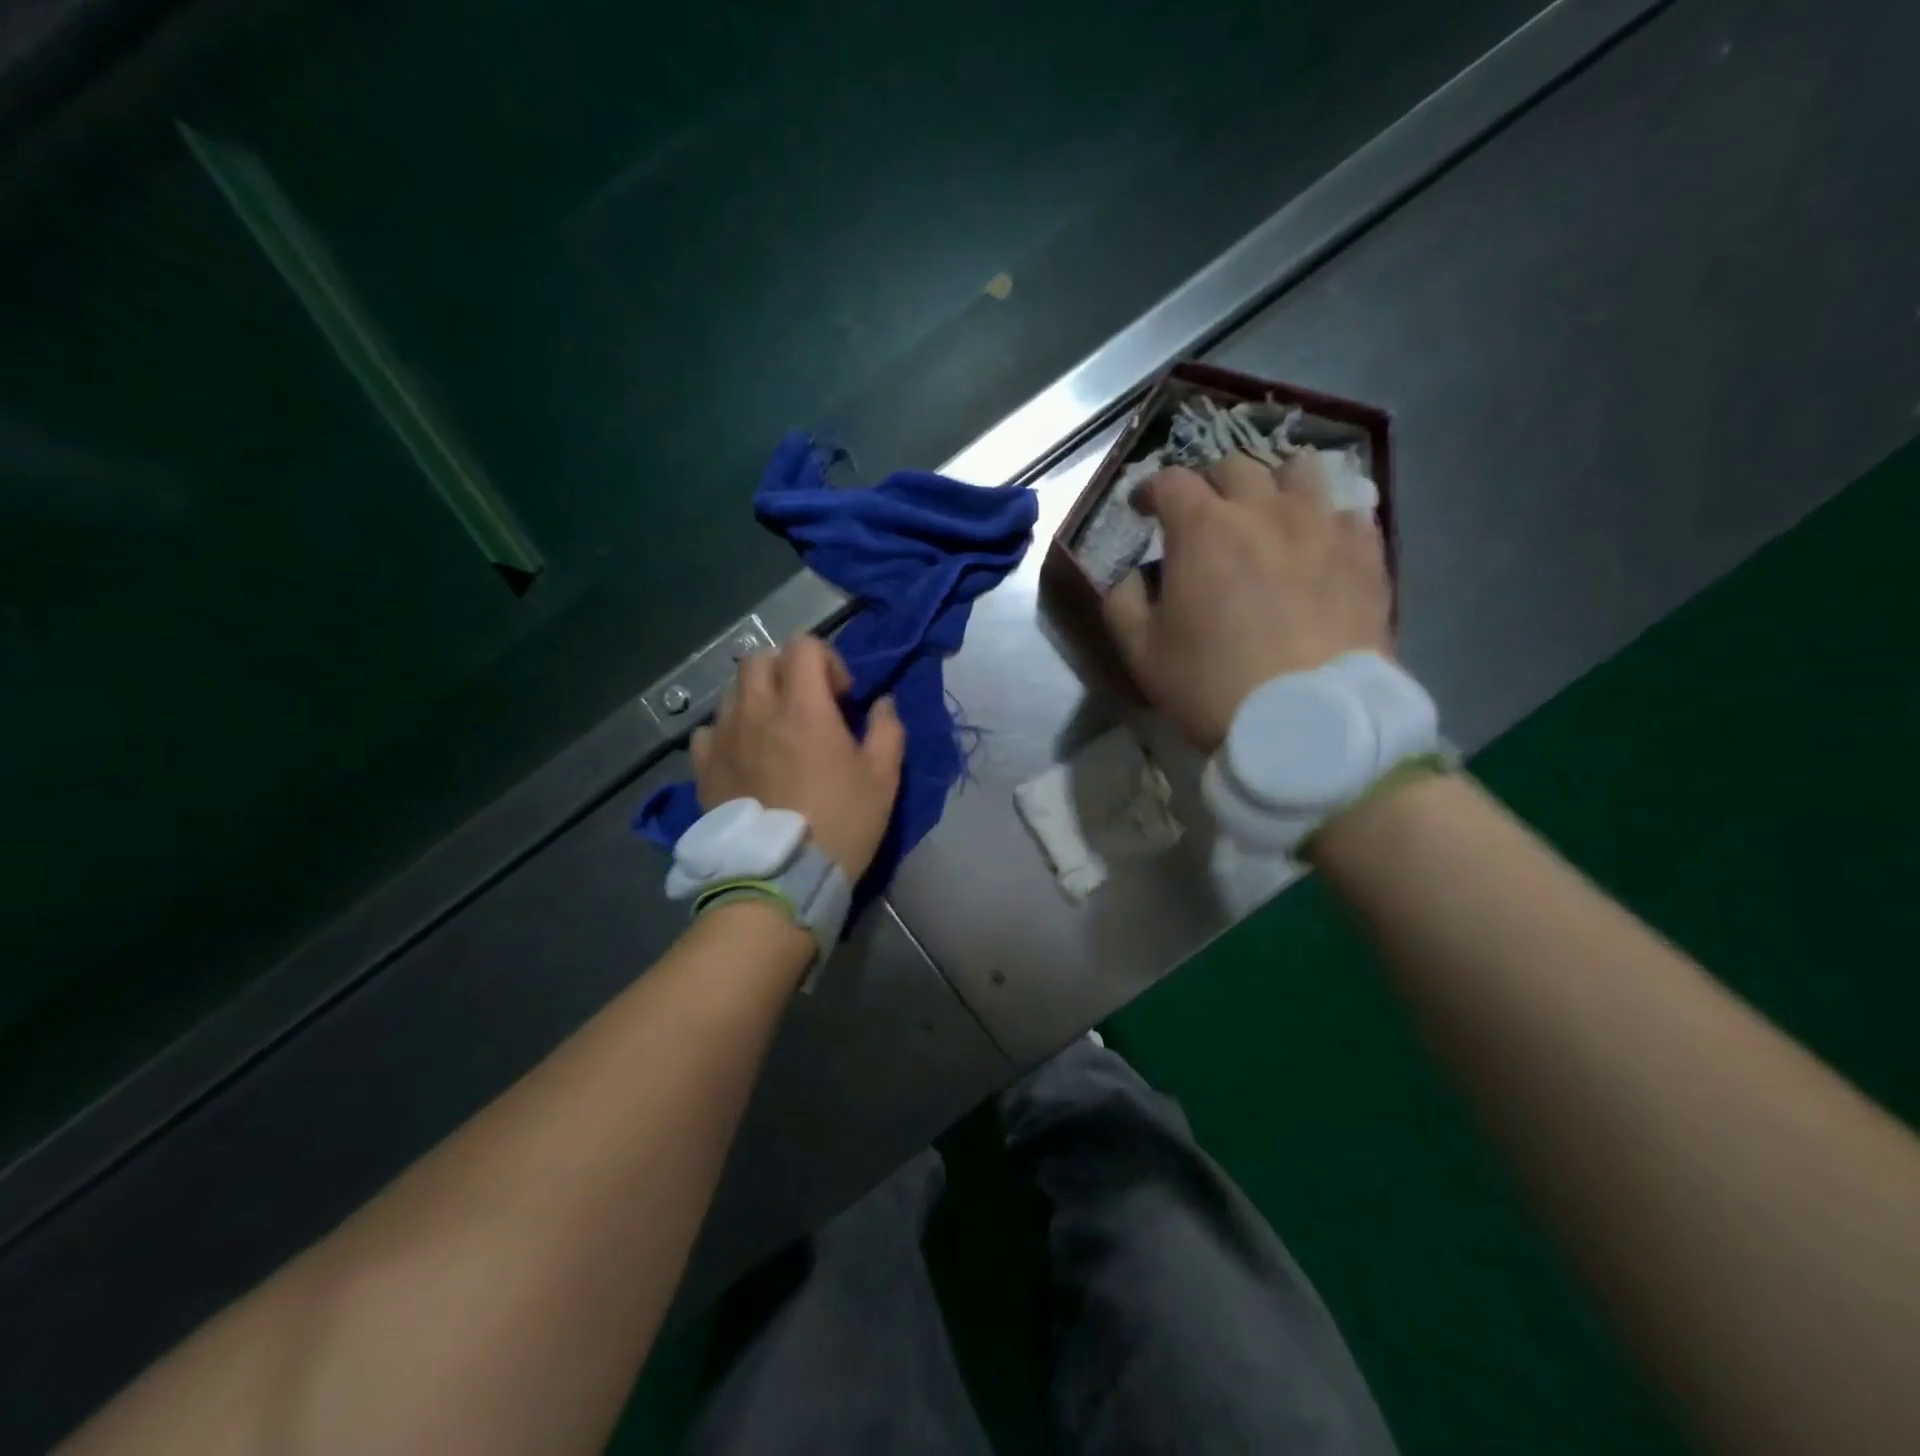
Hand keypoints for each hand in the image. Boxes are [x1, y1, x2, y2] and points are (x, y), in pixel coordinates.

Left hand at [691, 636, 905, 879]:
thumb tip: (882, 703)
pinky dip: (728, 730)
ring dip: (758, 697)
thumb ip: (887, 729)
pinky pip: (709, 729)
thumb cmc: (841, 822)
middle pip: (760, 659)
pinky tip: (743, 754)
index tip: (841, 697)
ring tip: (774, 730)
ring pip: (733, 690)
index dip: (827, 660)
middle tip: (807, 704)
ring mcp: (724, 736)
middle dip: (787, 670)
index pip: (804, 646)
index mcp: (803, 706)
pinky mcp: (703, 766)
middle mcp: (757, 709)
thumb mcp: (883, 777)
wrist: (782, 877)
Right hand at [1105, 449, 1391, 750]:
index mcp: (1203, 529)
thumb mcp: (1142, 653)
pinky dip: (1327, 518)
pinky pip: (1349, 511)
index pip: (1170, 481)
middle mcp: (1263, 509)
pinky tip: (1319, 544)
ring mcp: (1322, 525)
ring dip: (1275, 485)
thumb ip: (1123, 602)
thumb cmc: (1211, 685)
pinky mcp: (1366, 553)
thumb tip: (1134, 576)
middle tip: (1203, 515)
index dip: (1151, 490)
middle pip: (1234, 466)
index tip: (1144, 508)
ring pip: (1300, 471)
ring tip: (1269, 514)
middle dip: (1210, 484)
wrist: (1307, 721)